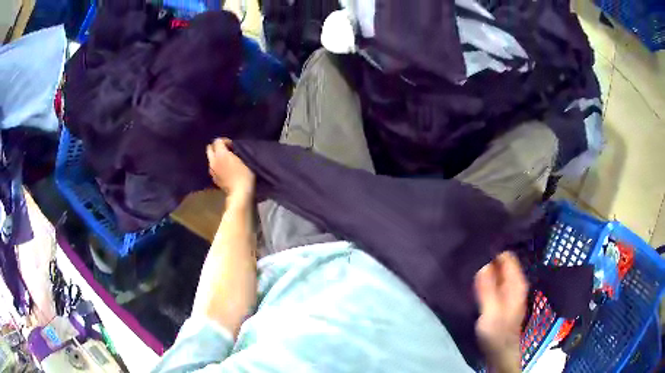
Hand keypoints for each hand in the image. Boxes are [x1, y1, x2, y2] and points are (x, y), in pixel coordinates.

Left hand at [207, 138, 254, 200]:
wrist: (239, 193)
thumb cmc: (244, 175)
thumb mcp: (243, 160)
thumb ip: (235, 152)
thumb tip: (231, 151)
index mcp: (221, 154)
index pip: (217, 141)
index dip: (225, 141)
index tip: (232, 146)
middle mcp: (213, 160)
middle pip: (209, 148)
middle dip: (216, 147)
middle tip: (225, 151)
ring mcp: (211, 170)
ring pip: (210, 158)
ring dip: (215, 157)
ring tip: (225, 161)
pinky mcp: (213, 178)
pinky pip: (212, 167)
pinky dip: (216, 165)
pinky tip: (224, 170)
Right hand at [475, 252, 527, 372]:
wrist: (500, 352)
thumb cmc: (497, 332)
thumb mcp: (491, 311)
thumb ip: (487, 288)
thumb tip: (481, 262)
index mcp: (516, 282)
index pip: (507, 255)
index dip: (492, 249)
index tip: (474, 247)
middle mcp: (514, 282)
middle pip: (501, 262)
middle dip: (486, 257)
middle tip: (467, 255)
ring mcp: (508, 290)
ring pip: (497, 271)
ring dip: (484, 268)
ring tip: (467, 265)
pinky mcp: (501, 298)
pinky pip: (493, 281)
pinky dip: (484, 278)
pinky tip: (472, 279)